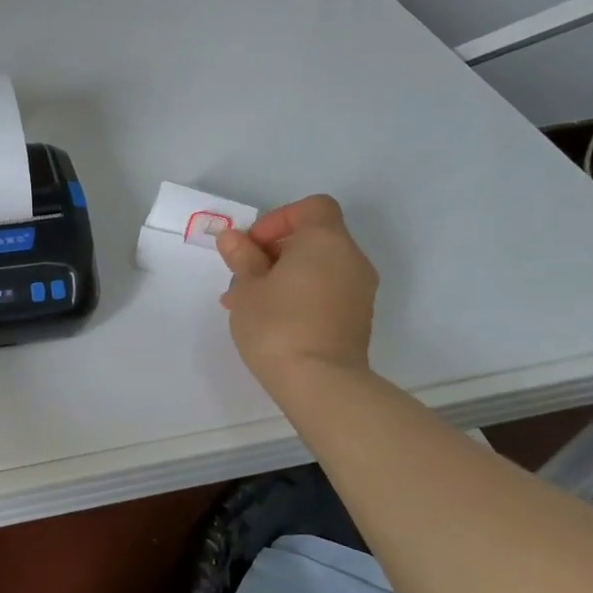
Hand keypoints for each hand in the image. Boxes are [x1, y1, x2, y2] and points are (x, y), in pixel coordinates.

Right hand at [215, 194, 378, 399]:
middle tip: (243, 276)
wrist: (321, 384)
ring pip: (317, 268)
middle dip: (274, 252)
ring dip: (284, 276)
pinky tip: (271, 320)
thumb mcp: (247, 287)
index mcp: (326, 241)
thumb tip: (233, 238)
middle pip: (313, 238)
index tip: (252, 246)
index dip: (278, 219)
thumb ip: (242, 257)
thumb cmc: (278, 324)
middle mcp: (351, 259)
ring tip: (249, 303)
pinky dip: (301, 295)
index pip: (312, 208)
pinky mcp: (358, 319)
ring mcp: (359, 291)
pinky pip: (326, 291)